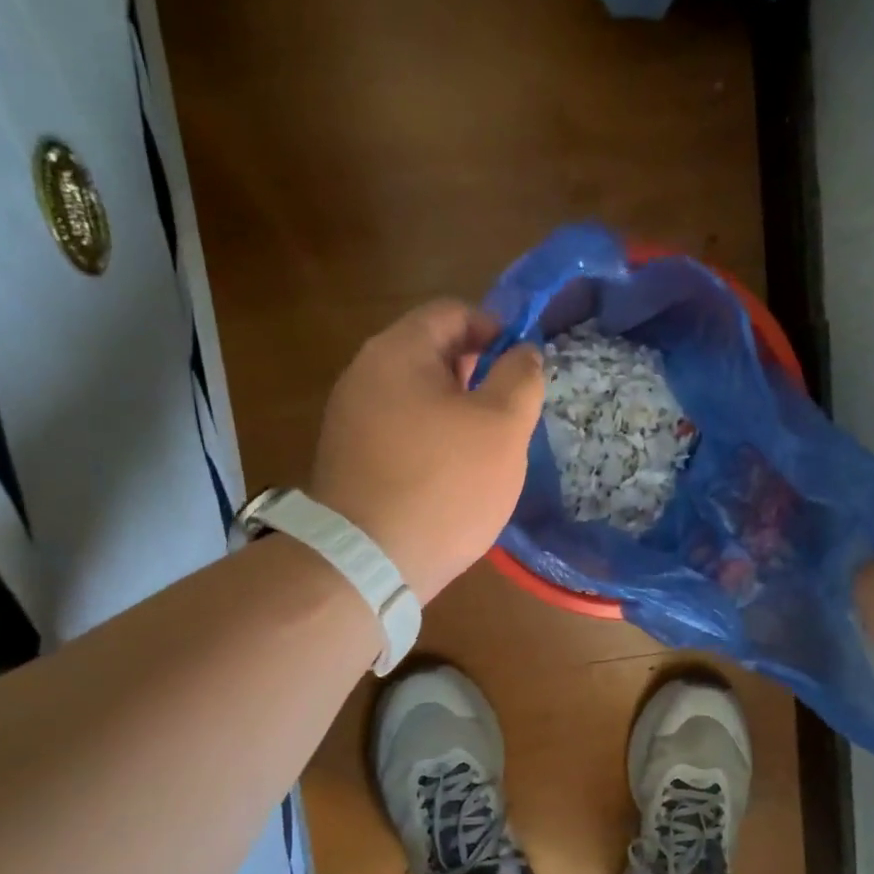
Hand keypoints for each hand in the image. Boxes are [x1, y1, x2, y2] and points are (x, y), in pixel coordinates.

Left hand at [310, 301, 543, 602]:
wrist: (369, 562)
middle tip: (510, 414)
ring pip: (418, 396)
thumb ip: (520, 378)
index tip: (524, 368)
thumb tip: (523, 352)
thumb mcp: (502, 426)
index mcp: (398, 351)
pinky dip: (431, 440)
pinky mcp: (349, 458)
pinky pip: (400, 431)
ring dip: (456, 411)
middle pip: (432, 353)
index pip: (453, 312)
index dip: (496, 329)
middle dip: (478, 375)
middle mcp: (364, 374)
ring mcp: (350, 418)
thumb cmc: (445, 483)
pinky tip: (452, 475)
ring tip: (486, 449)